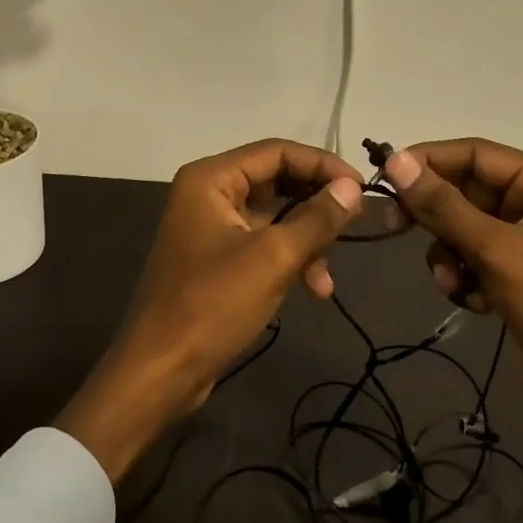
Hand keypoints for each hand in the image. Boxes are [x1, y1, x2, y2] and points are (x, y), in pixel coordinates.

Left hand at [57, 139, 365, 482]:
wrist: (161, 371)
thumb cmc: (213, 305)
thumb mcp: (273, 258)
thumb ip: (317, 218)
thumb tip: (352, 187)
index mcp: (212, 179)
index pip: (277, 151)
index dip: (323, 164)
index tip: (362, 188)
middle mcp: (209, 193)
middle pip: (277, 180)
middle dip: (317, 204)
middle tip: (357, 221)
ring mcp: (213, 226)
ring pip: (275, 216)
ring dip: (307, 239)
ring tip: (328, 275)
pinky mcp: (219, 258)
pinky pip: (264, 243)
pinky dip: (290, 259)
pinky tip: (315, 288)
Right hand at [384, 139, 522, 522]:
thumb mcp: (497, 251)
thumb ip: (444, 206)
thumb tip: (396, 162)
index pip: (477, 154)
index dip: (430, 160)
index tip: (384, 174)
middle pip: (468, 191)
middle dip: (436, 214)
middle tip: (391, 224)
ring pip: (464, 229)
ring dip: (449, 253)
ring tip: (454, 282)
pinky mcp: (518, 277)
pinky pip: (474, 260)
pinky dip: (464, 277)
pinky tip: (473, 302)